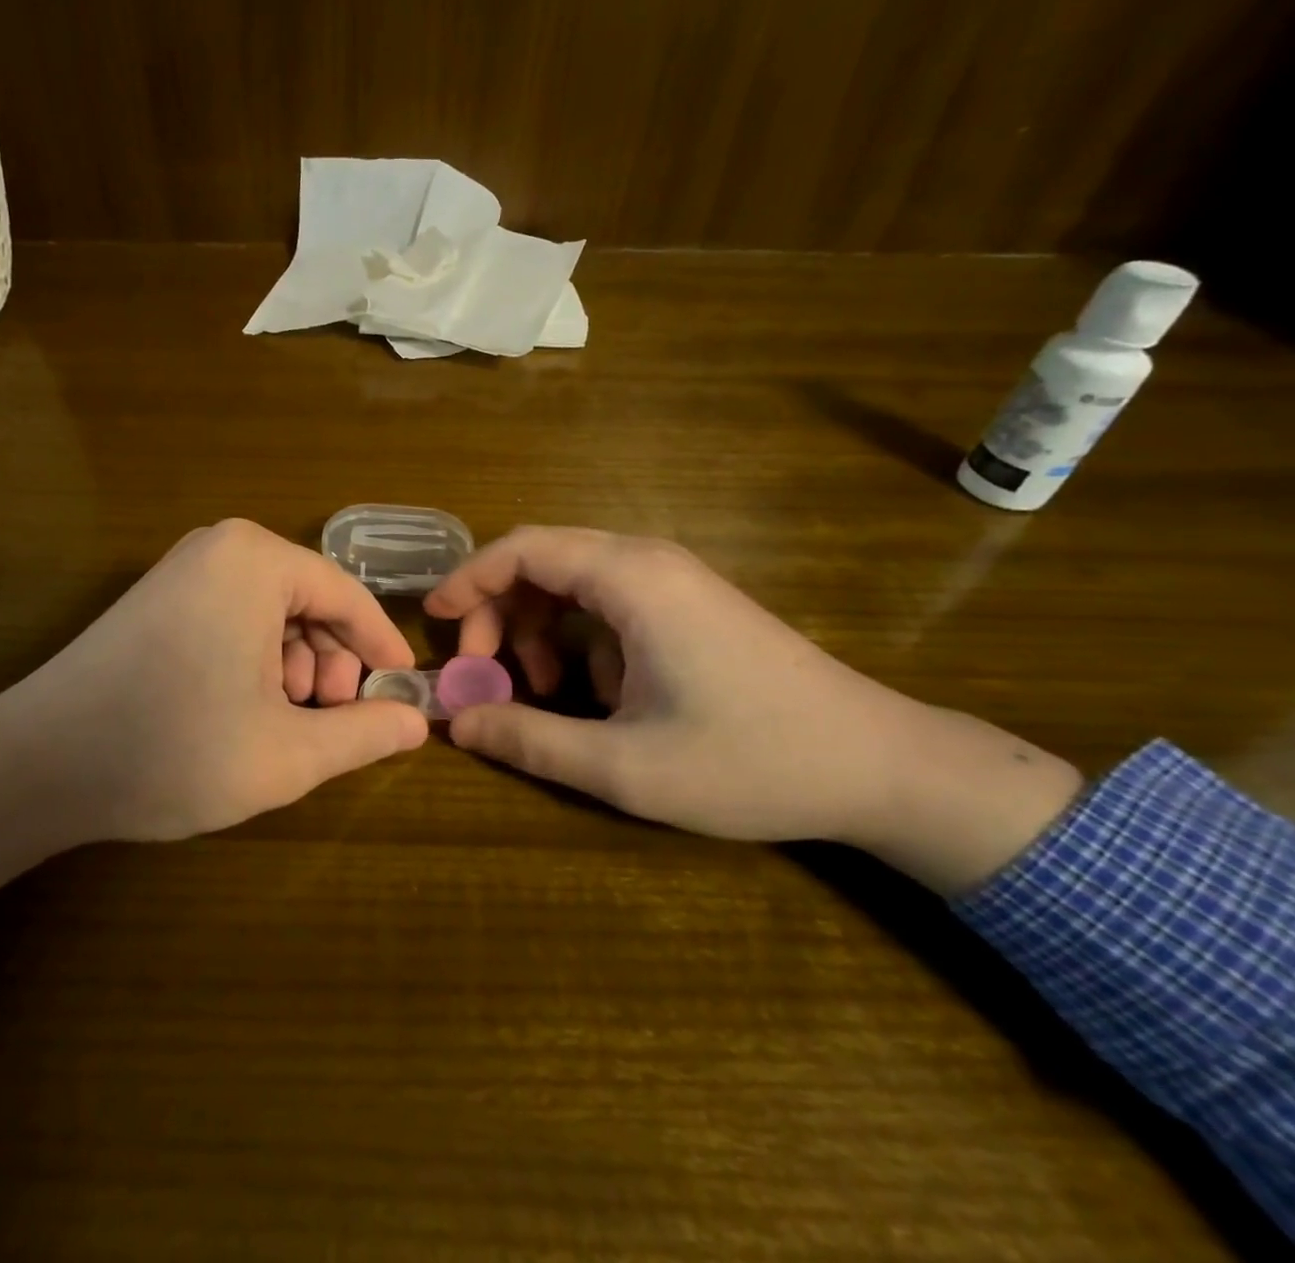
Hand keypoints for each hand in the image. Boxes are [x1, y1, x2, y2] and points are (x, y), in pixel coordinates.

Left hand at [0, 519, 428, 899]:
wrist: (38, 765)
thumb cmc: (173, 750)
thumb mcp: (287, 753)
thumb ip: (364, 734)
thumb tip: (417, 722)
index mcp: (257, 561)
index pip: (348, 596)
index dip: (382, 648)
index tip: (405, 690)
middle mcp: (221, 547)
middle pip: (309, 601)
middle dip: (331, 662)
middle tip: (332, 719)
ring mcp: (183, 569)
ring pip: (272, 613)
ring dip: (294, 666)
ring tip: (285, 722)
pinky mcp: (158, 597)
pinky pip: (233, 617)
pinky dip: (256, 660)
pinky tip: (245, 709)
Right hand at [425, 527, 1082, 893]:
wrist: (881, 766)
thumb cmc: (751, 761)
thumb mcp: (625, 766)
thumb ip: (530, 740)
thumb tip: (455, 724)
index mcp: (631, 579)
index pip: (523, 548)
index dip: (468, 579)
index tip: (434, 620)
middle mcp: (648, 562)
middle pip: (542, 561)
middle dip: (497, 612)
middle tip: (482, 673)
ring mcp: (673, 581)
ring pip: (571, 583)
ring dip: (536, 630)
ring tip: (539, 692)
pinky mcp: (687, 605)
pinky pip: (606, 604)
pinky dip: (576, 639)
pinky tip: (593, 694)